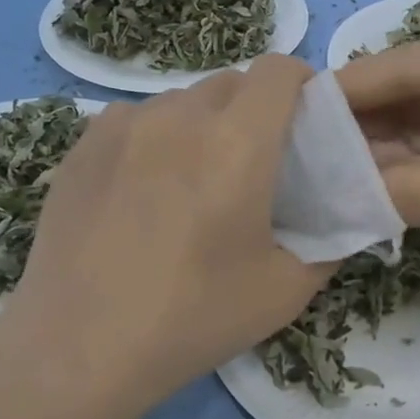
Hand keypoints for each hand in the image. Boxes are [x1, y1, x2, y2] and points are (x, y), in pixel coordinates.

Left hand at [0, 56, 331, 418]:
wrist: (80, 348)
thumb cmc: (194, 318)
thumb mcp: (286, 291)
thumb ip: (328, 244)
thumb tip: (339, 221)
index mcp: (237, 143)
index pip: (278, 70)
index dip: (301, 83)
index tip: (306, 119)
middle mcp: (179, 117)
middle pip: (231, 83)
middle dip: (255, 109)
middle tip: (255, 163)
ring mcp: (123, 126)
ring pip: (181, 101)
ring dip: (203, 124)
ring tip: (194, 180)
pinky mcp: (82, 146)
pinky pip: (136, 120)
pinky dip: (155, 138)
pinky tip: (144, 191)